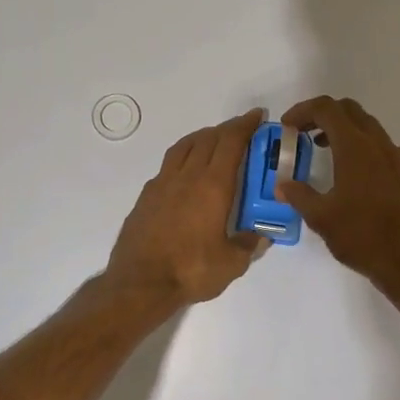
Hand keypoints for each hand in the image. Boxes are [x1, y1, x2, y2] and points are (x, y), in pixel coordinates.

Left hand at [106, 109, 267, 306]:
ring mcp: (162, 184)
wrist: (139, 283)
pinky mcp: (146, 197)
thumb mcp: (231, 264)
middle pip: (208, 139)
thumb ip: (248, 246)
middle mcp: (187, 177)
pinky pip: (168, 165)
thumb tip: (260, 236)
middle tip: (241, 129)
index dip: (245, 126)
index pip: (231, 143)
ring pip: (184, 146)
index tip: (257, 116)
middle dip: (227, 129)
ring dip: (202, 137)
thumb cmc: (190, 270)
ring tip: (213, 140)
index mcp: (213, 186)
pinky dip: (183, 157)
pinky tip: (186, 171)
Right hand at [276, 96, 399, 292]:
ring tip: (326, 152)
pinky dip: (365, 149)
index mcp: (355, 147)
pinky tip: (358, 176)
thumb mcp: (321, 218)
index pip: (326, 109)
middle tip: (304, 133)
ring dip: (345, 131)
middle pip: (349, 110)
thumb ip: (299, 195)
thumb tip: (282, 185)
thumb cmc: (362, 237)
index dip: (303, 110)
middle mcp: (379, 144)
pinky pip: (385, 148)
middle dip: (324, 115)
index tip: (288, 126)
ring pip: (369, 128)